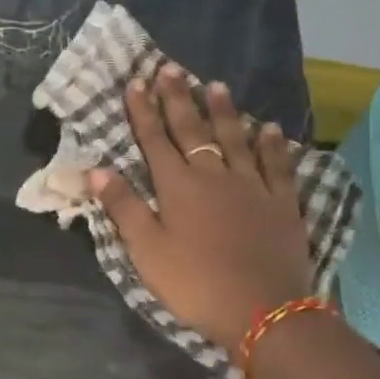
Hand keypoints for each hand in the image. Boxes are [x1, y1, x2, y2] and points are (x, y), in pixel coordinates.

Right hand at [89, 65, 314, 351]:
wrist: (263, 310)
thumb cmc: (195, 283)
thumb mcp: (147, 251)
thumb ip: (124, 208)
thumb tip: (97, 169)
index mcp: (178, 187)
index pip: (155, 140)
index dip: (143, 110)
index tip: (136, 81)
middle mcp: (215, 175)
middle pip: (193, 130)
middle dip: (178, 99)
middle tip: (170, 68)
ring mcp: (253, 186)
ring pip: (235, 138)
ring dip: (223, 111)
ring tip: (214, 85)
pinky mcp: (282, 203)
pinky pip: (277, 165)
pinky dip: (270, 144)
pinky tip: (268, 128)